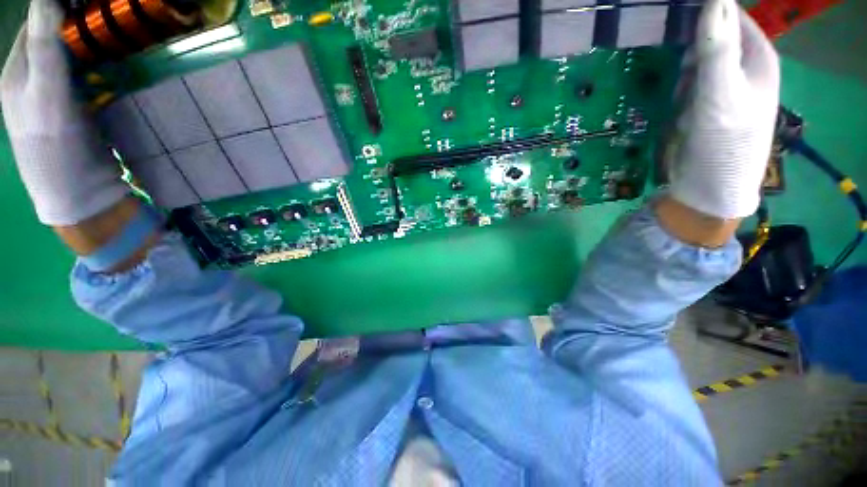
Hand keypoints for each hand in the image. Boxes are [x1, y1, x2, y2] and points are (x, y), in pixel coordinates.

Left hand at [1, 0, 127, 225]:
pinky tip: (117, 69)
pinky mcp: (77, 110)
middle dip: (82, 24)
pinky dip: (102, 68)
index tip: (93, 4)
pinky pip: (88, 77)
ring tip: (119, 39)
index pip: (37, 23)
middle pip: (56, 37)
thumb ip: (43, 48)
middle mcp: (33, 78)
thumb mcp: (45, 96)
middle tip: (111, 19)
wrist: (79, 194)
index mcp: (18, 72)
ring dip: (94, 45)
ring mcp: (56, 95)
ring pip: (73, 56)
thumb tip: (47, 0)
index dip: (61, 7)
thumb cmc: (55, 148)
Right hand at [667, 0, 779, 219]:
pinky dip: (675, 85)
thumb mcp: (721, 94)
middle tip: (670, 52)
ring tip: (673, 85)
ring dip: (679, 67)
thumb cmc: (725, 142)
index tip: (672, 13)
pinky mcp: (702, 105)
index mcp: (756, 57)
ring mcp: (720, 86)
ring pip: (695, 60)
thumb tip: (712, 0)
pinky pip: (685, 82)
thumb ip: (717, 48)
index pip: (730, 15)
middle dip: (688, 42)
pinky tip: (672, 99)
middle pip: (711, 36)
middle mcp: (741, 67)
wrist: (709, 187)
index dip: (705, 10)